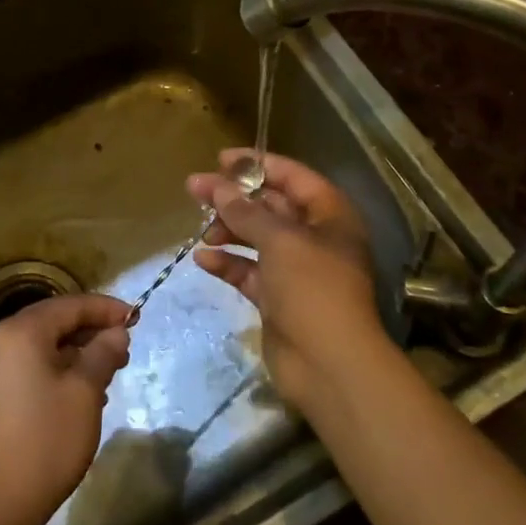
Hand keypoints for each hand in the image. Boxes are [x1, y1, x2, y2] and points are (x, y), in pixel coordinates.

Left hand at [0, 294, 131, 524]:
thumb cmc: (45, 441)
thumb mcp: (85, 392)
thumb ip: (103, 352)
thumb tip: (116, 331)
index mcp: (20, 332)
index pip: (70, 305)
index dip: (105, 308)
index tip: (135, 317)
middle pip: (52, 322)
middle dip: (90, 331)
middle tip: (124, 348)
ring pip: (40, 346)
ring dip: (74, 353)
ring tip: (106, 373)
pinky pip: (26, 367)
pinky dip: (54, 370)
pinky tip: (78, 393)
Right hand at [188, 149, 393, 414]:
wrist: (329, 365)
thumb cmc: (313, 288)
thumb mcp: (279, 240)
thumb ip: (245, 210)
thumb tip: (216, 186)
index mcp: (330, 215)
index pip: (292, 176)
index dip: (258, 164)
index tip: (220, 159)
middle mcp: (315, 238)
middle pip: (271, 206)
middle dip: (235, 198)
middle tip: (196, 189)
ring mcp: (296, 270)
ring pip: (257, 238)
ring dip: (229, 230)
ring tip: (201, 230)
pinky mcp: (278, 299)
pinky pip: (249, 271)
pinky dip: (228, 263)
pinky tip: (203, 260)